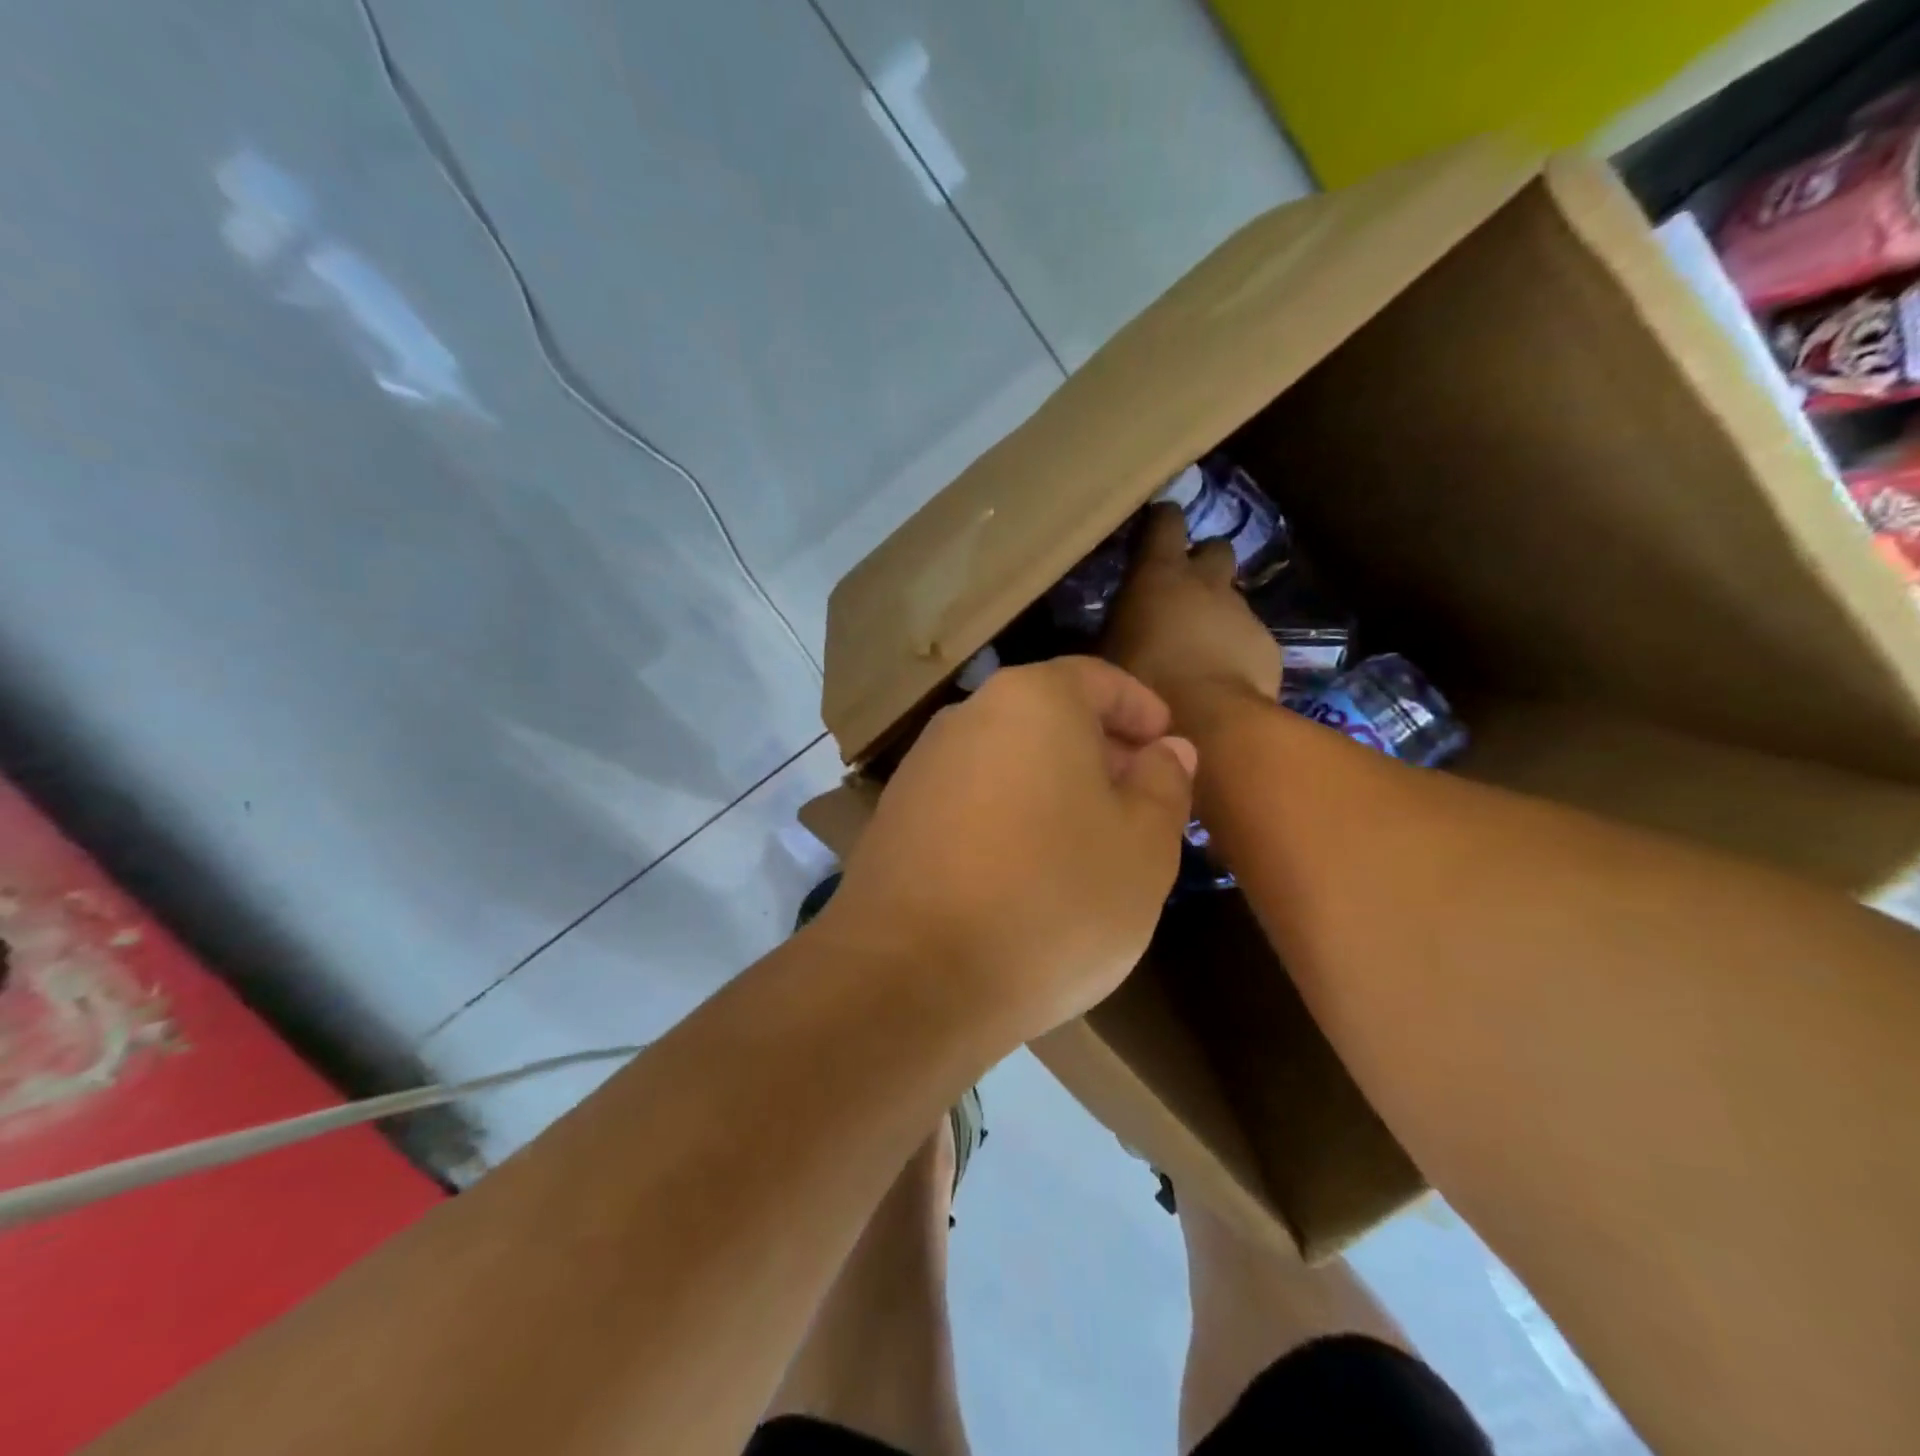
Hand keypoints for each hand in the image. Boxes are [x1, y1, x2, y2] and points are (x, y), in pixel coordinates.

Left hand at [819, 657, 1196, 1046]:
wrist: (912, 977)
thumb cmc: (1052, 900)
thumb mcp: (1143, 847)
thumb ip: (1163, 785)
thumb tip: (1166, 750)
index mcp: (1032, 701)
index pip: (1097, 680)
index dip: (1141, 709)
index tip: (1167, 744)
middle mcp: (967, 718)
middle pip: (1048, 717)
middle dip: (1099, 751)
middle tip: (1139, 800)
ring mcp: (923, 768)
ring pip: (1008, 760)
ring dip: (1053, 786)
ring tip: (1087, 841)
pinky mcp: (895, 818)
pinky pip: (971, 800)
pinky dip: (1009, 816)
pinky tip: (1026, 870)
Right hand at [1103, 504, 1281, 717]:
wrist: (1206, 722)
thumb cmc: (1143, 682)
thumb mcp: (1107, 655)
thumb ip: (1113, 630)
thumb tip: (1109, 630)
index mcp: (1159, 574)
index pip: (1166, 521)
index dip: (1162, 522)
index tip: (1154, 529)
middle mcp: (1205, 581)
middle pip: (1214, 548)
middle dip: (1202, 563)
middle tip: (1183, 591)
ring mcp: (1241, 611)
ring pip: (1232, 596)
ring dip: (1217, 611)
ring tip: (1199, 645)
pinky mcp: (1266, 643)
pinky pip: (1248, 635)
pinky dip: (1236, 648)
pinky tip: (1221, 676)